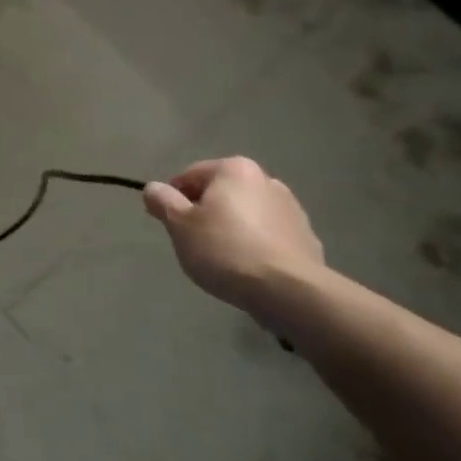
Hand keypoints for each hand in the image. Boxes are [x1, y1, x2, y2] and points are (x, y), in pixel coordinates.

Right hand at [143, 157, 325, 314]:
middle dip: (205, 213)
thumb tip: (153, 188)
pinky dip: (255, 245)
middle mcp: (266, 180)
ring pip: (246, 214)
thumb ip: (162, 201)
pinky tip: (248, 268)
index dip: (173, 199)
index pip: (190, 176)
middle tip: (193, 242)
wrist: (288, 291)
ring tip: (222, 259)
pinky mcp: (306, 238)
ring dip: (231, 228)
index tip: (169, 224)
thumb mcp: (179, 225)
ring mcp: (291, 209)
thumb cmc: (225, 249)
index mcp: (234, 170)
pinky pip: (268, 236)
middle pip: (221, 193)